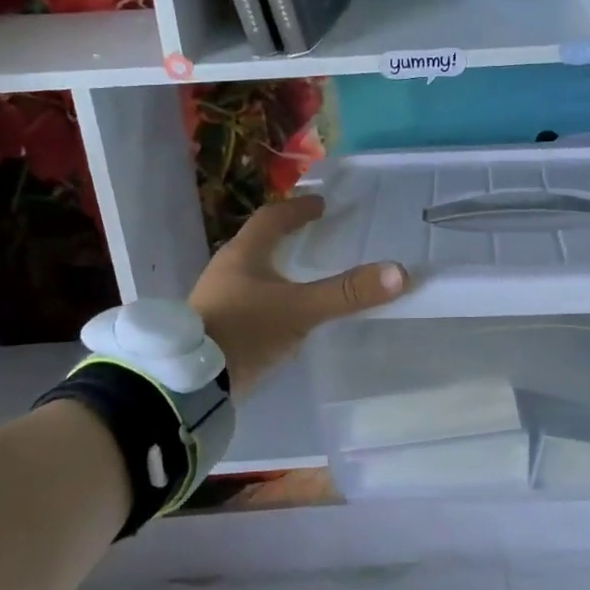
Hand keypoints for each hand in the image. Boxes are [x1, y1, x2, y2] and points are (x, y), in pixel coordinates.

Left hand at [189, 195, 406, 394]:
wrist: (190, 384)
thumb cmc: (244, 332)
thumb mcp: (300, 310)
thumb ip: (346, 293)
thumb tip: (399, 272)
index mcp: (243, 254)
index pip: (272, 218)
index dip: (298, 209)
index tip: (322, 205)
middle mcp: (227, 270)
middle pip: (260, 242)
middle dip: (288, 236)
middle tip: (316, 234)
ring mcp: (219, 299)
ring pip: (254, 271)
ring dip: (278, 266)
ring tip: (304, 272)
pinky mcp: (218, 326)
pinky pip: (250, 299)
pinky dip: (271, 295)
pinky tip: (285, 312)